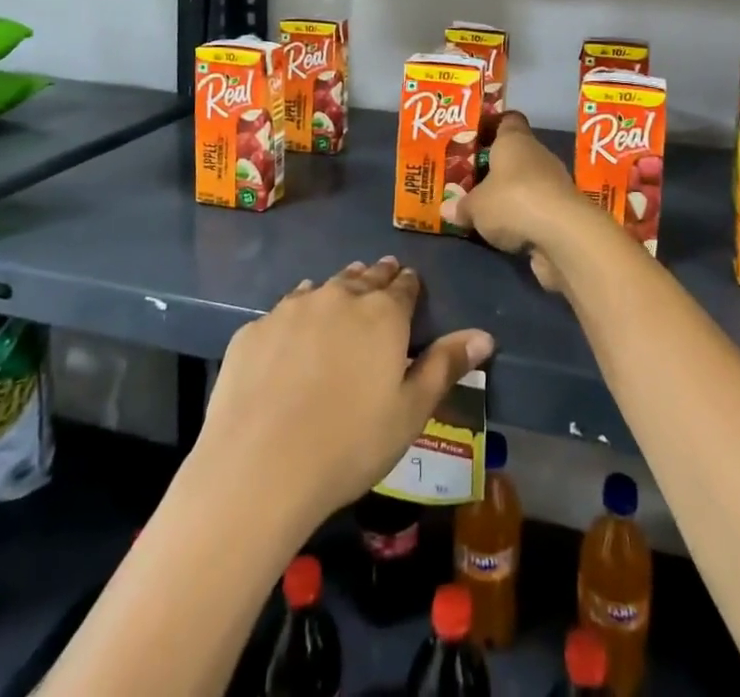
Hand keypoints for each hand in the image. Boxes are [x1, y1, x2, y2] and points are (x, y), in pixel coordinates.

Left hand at [195, 258, 493, 527]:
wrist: (260, 467)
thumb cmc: (350, 444)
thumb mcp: (410, 411)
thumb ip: (445, 366)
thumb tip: (485, 335)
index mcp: (382, 314)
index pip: (403, 286)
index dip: (409, 284)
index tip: (410, 282)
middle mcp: (339, 297)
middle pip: (364, 278)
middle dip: (376, 276)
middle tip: (381, 273)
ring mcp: (292, 308)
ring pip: (324, 286)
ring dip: (338, 288)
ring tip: (344, 290)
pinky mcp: (255, 329)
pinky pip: (284, 309)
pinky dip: (298, 312)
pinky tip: (295, 328)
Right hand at [444, 110, 587, 291]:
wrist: (563, 235)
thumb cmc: (512, 201)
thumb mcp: (475, 206)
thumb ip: (462, 205)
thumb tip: (447, 208)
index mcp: (515, 140)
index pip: (507, 121)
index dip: (492, 126)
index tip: (475, 138)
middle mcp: (537, 155)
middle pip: (516, 154)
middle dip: (496, 167)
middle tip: (472, 179)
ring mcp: (554, 183)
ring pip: (527, 182)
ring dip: (512, 195)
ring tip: (486, 208)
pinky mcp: (563, 211)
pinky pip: (537, 208)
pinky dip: (525, 217)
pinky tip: (507, 231)